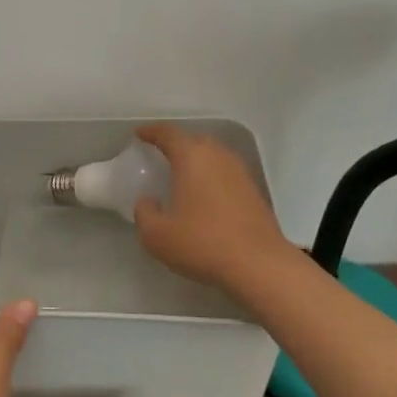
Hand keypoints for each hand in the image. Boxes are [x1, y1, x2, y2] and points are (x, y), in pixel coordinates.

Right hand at [133, 123, 293, 295]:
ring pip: (213, 156)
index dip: (151, 132)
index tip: (139, 135)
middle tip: (159, 155)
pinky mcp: (254, 191)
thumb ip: (144, 213)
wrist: (258, 264)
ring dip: (196, 160)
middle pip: (194, 140)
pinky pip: (225, 173)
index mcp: (192, 157)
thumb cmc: (202, 243)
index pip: (168, 134)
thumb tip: (147, 201)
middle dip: (176, 144)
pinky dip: (211, 176)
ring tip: (181, 175)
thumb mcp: (156, 235)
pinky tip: (204, 196)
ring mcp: (240, 173)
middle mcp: (218, 156)